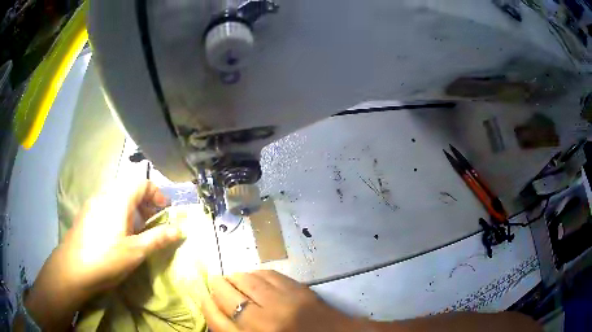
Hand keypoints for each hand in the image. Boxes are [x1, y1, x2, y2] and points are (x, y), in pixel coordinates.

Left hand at [23, 181, 182, 329]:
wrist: (73, 269)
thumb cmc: (106, 259)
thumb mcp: (136, 252)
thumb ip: (158, 238)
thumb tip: (180, 230)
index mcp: (118, 198)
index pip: (142, 182)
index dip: (157, 194)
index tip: (165, 211)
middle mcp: (104, 194)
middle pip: (129, 188)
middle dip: (145, 202)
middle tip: (153, 222)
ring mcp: (92, 203)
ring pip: (117, 196)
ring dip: (132, 208)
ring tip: (136, 230)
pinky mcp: (86, 213)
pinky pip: (106, 205)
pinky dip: (118, 213)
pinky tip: (117, 234)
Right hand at [200, 270, 366, 331]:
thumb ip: (235, 331)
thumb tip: (216, 310)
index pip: (217, 320)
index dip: (205, 305)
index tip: (202, 296)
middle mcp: (265, 321)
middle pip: (227, 295)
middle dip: (217, 285)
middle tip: (215, 282)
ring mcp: (284, 302)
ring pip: (247, 280)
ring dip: (235, 277)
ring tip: (232, 278)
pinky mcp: (300, 290)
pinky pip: (269, 275)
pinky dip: (256, 274)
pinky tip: (254, 277)